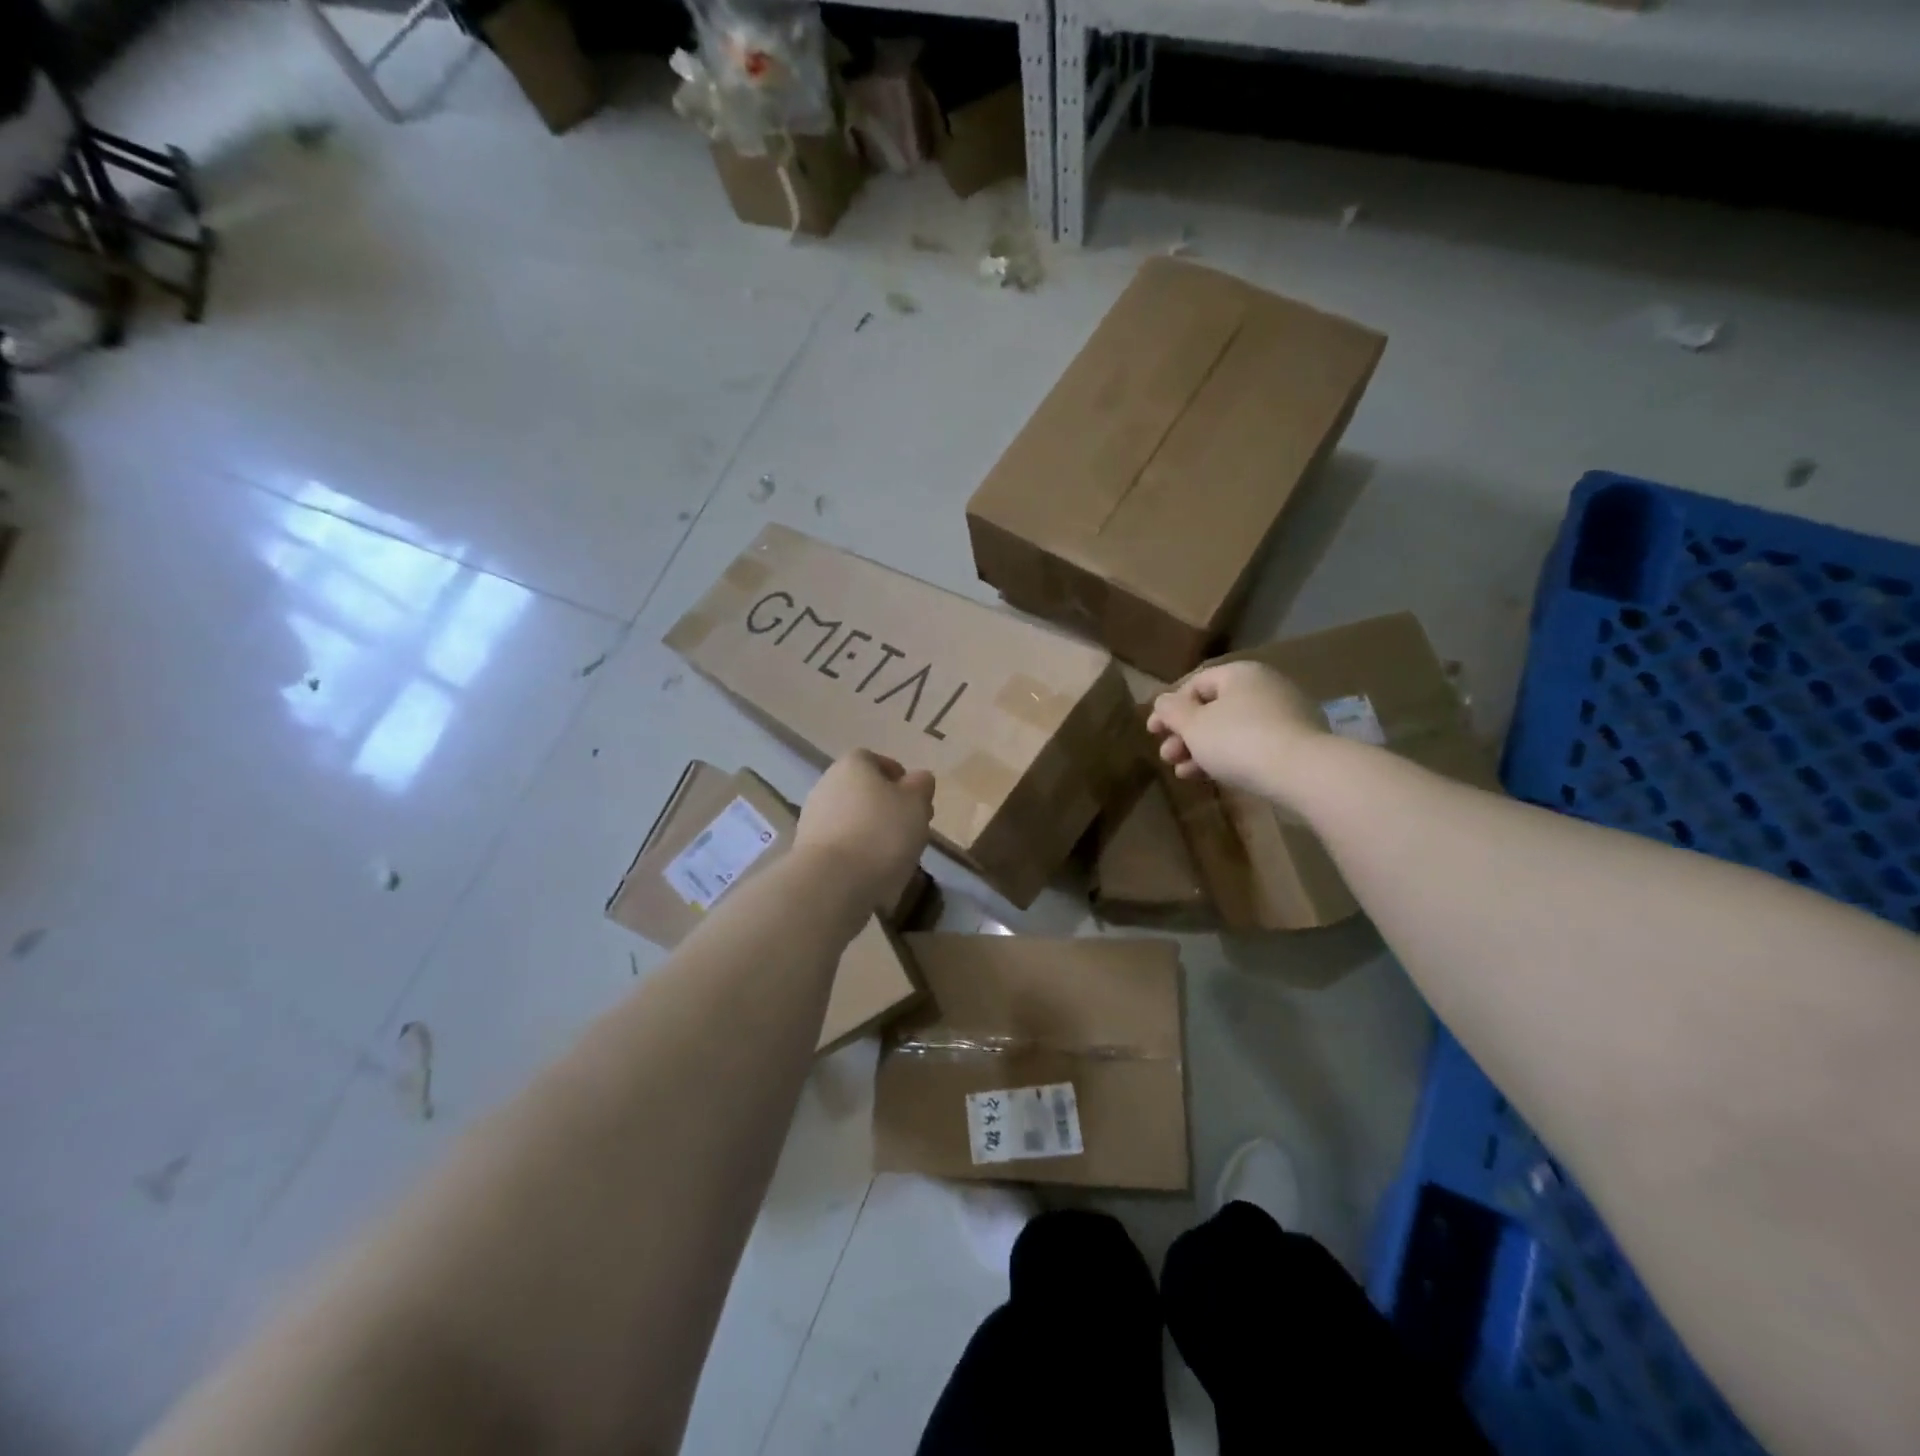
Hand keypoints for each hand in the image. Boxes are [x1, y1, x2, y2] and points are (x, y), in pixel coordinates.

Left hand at [795, 750, 934, 910]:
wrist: (832, 882)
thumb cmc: (881, 833)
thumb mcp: (916, 803)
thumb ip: (920, 786)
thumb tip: (917, 780)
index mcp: (852, 765)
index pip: (876, 761)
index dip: (899, 778)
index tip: (916, 800)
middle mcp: (827, 785)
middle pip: (863, 792)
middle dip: (887, 809)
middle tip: (911, 830)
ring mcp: (813, 819)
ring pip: (852, 821)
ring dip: (873, 834)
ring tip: (896, 858)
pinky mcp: (808, 852)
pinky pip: (842, 847)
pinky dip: (858, 856)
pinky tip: (874, 875)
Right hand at [1148, 661, 1327, 798]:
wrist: (1303, 772)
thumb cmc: (1238, 740)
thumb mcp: (1193, 725)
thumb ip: (1171, 711)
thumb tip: (1163, 702)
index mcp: (1240, 673)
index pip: (1196, 684)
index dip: (1169, 708)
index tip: (1152, 732)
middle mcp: (1264, 686)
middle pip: (1213, 708)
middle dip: (1184, 734)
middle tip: (1167, 756)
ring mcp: (1284, 714)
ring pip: (1231, 729)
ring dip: (1201, 749)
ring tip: (1183, 772)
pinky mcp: (1296, 742)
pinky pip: (1252, 744)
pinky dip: (1228, 757)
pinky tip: (1211, 776)